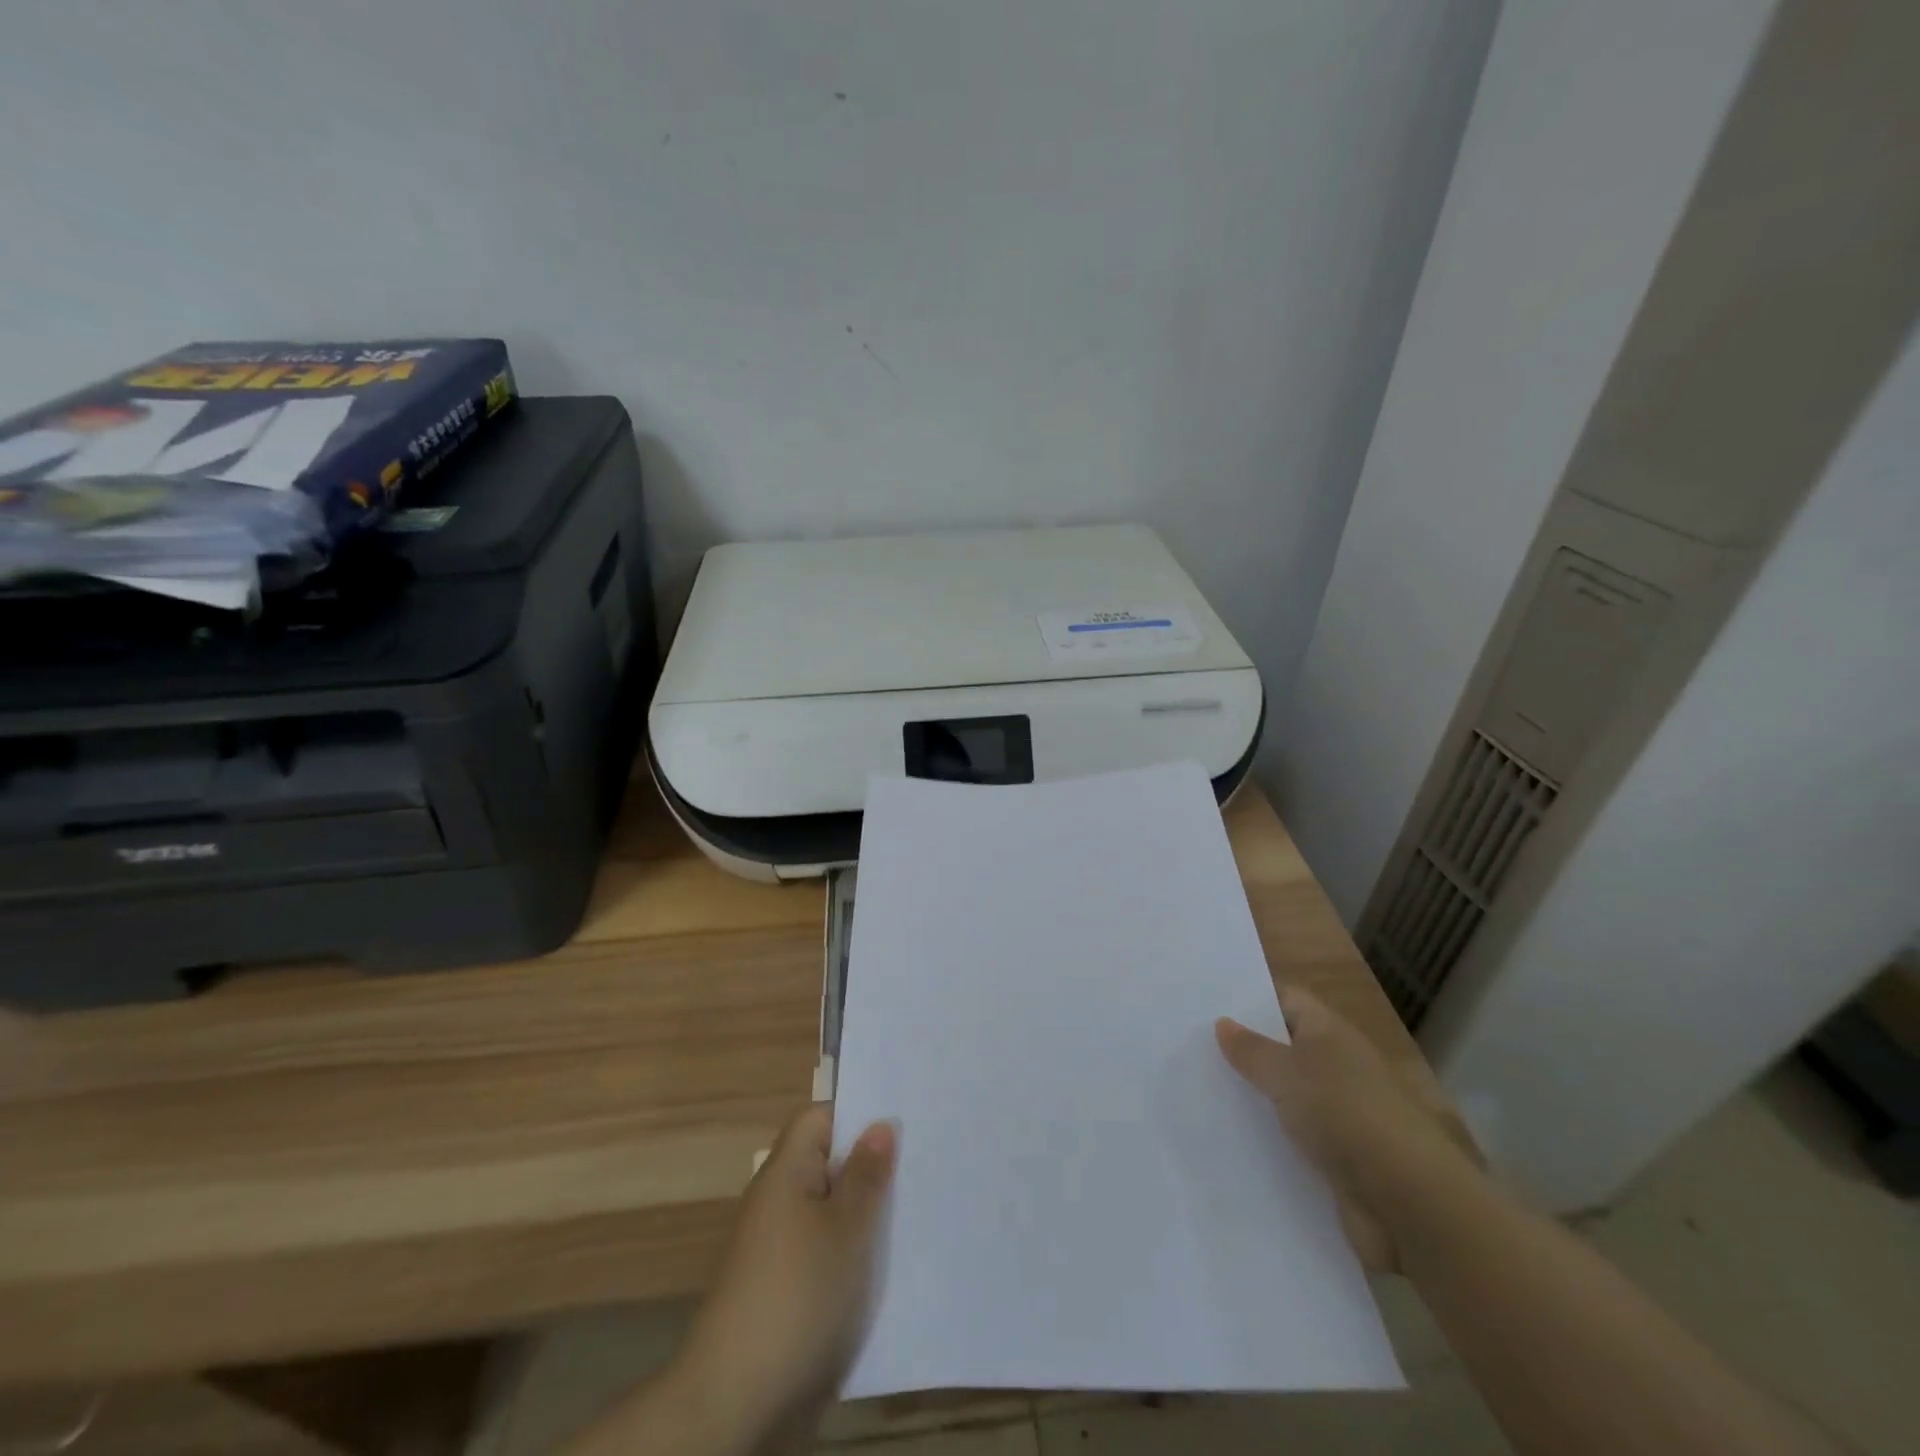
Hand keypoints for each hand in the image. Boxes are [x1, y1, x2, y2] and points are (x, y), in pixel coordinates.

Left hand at [672, 1104, 897, 1447]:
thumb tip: (879, 1124)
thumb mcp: (845, 1228)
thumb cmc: (797, 1295)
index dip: (858, 1115)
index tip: (903, 1121)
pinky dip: (856, 1256)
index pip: (819, 1119)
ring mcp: (780, 1250)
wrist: (737, 1404)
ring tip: (920, 1210)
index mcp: (785, 1172)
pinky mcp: (787, 1292)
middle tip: (925, 1163)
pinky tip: (892, 1267)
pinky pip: (827, 1254)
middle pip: (828, 1164)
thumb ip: (866, 1174)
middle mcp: (778, 1202)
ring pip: (832, 1213)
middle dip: (872, 1166)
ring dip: (868, 1214)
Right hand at [1216, 987, 1479, 1271]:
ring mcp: (1340, 1115)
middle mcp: (1338, 1068)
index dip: (1251, 999)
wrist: (1408, 1201)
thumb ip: (1252, 1049)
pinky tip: (1226, 1140)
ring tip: (1197, 1092)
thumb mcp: (1287, 1073)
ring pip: (1286, 1097)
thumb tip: (1223, 1022)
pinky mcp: (1337, 1160)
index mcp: (1330, 1034)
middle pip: (1284, 1049)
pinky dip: (1267, 1140)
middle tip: (1191, 1047)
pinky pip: (1293, 1140)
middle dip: (1245, 1051)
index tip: (1208, 1002)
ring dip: (1253, 1099)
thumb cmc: (1345, 1114)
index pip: (1287, 1000)